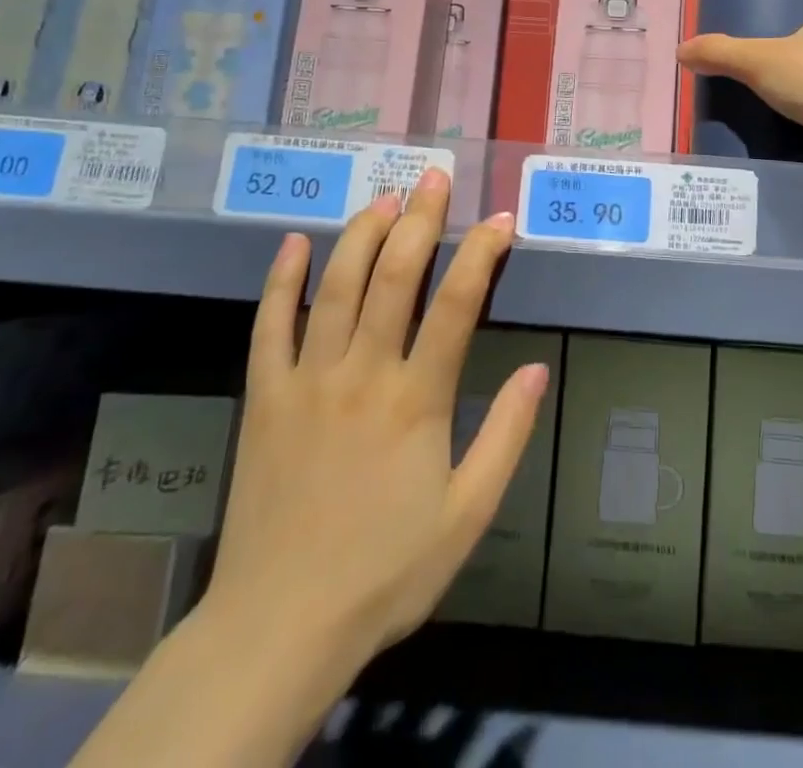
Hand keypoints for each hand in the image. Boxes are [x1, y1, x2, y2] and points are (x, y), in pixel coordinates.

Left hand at [199, 169, 547, 666]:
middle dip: (420, 219)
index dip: (482, 253)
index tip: (500, 219)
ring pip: (336, 286)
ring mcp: (306, 380)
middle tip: (435, 177)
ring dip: (361, 233)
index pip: (458, 303)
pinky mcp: (264, 396)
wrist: (282, 624)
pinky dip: (282, 280)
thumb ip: (506, 436)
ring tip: (385, 197)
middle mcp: (362, 373)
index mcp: (416, 400)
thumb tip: (538, 369)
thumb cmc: (386, 569)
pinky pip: (269, 325)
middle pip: (394, 276)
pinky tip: (294, 243)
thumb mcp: (468, 515)